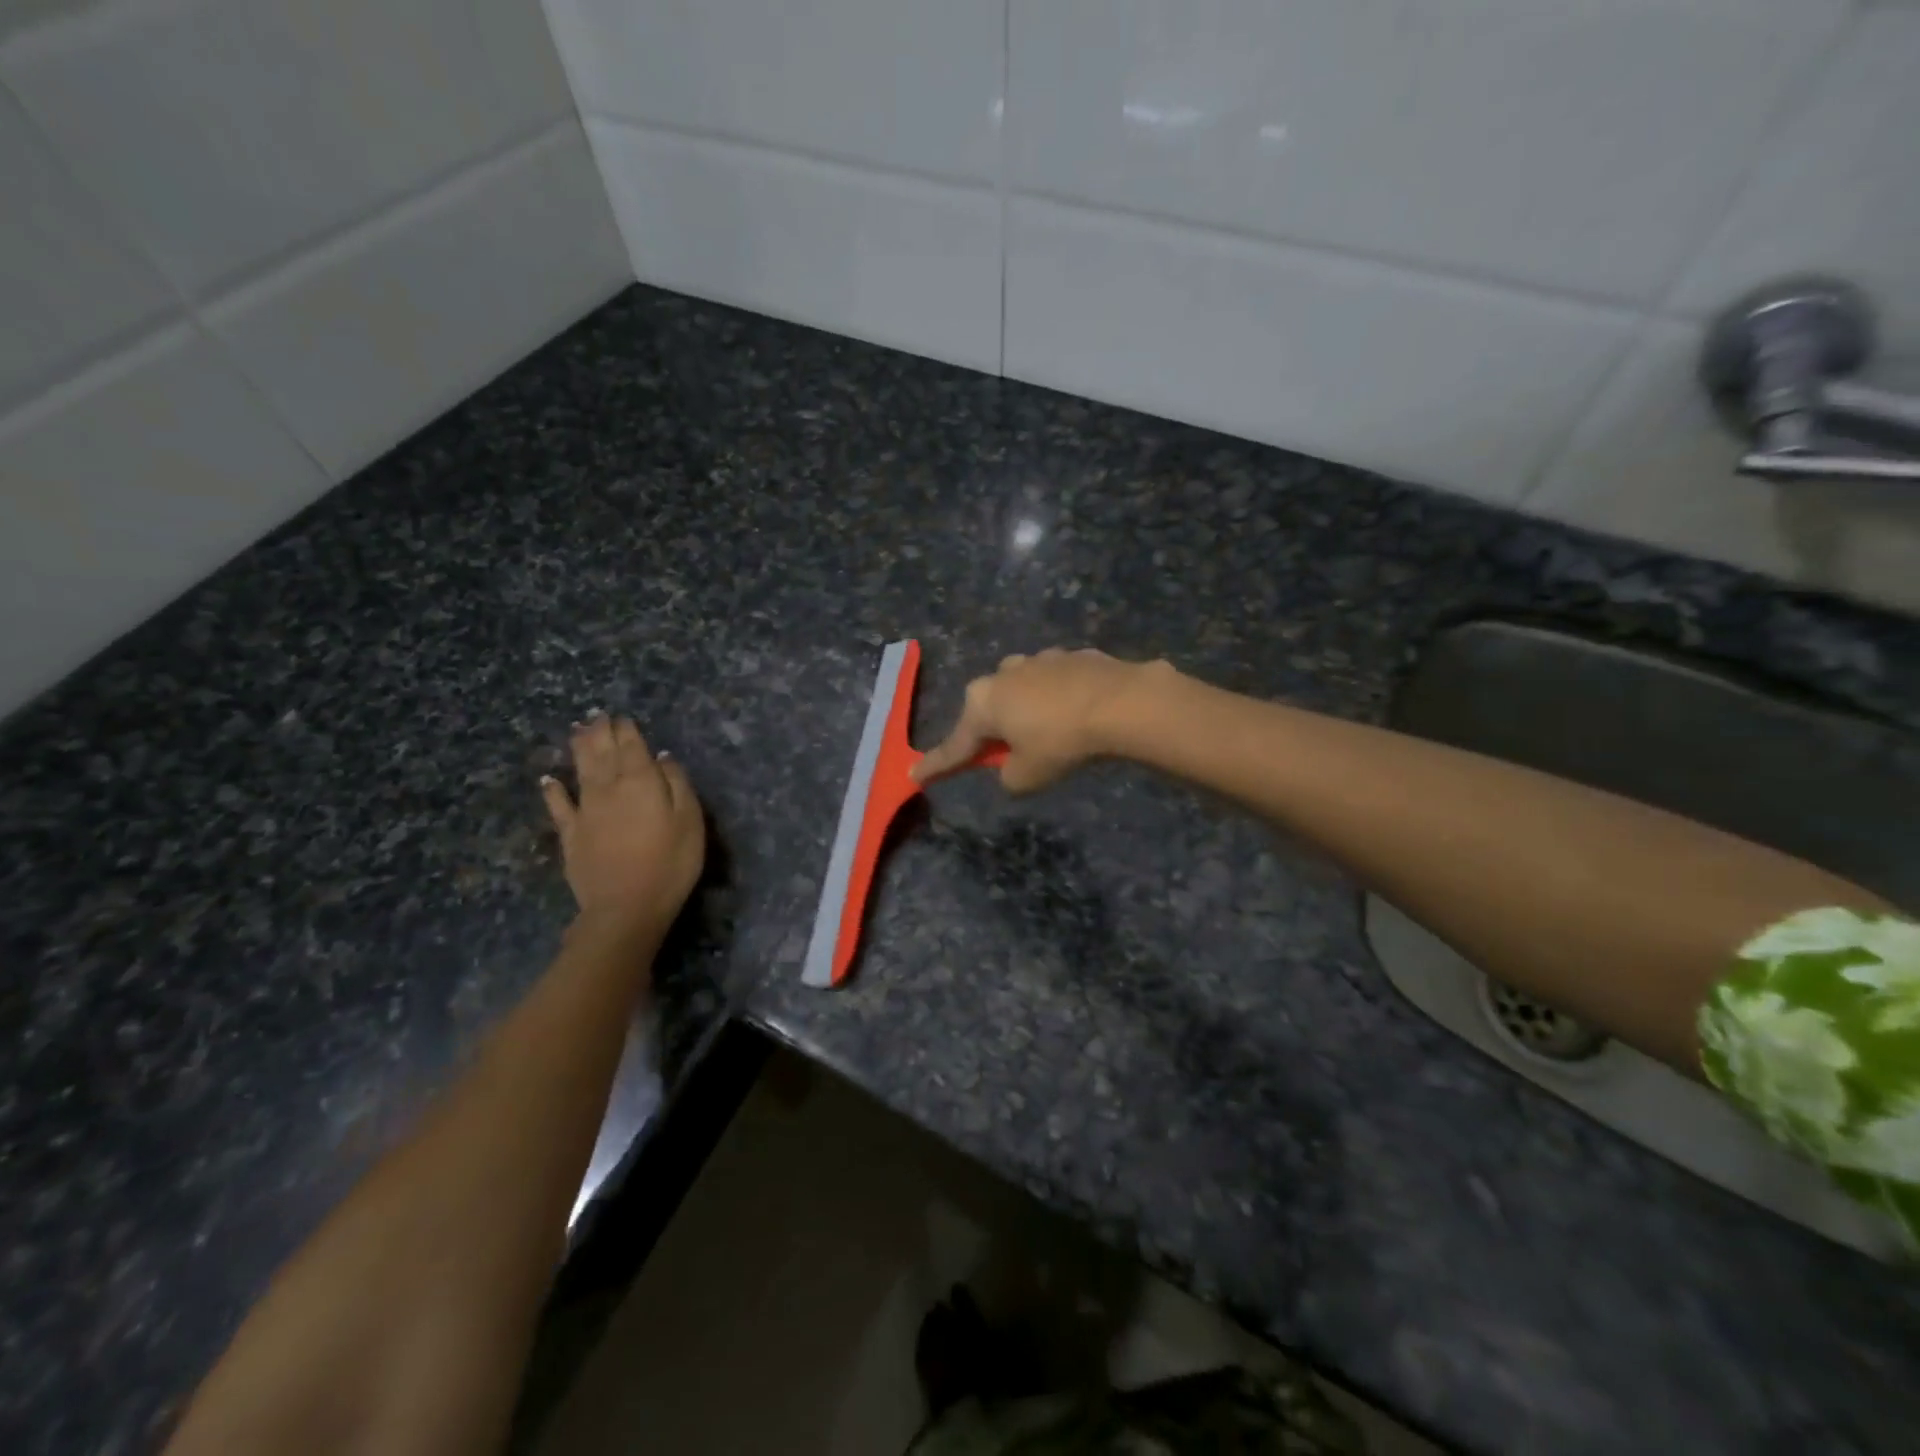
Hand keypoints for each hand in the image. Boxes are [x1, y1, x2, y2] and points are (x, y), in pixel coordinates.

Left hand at [542, 711, 704, 936]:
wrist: (626, 907)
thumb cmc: (670, 863)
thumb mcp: (689, 820)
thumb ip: (677, 784)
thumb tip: (662, 757)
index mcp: (640, 781)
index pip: (631, 746)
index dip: (626, 730)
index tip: (621, 716)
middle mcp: (608, 788)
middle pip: (602, 752)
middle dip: (600, 732)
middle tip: (596, 715)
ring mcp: (585, 810)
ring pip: (580, 770)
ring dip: (578, 748)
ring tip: (577, 730)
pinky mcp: (571, 835)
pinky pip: (559, 806)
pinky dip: (552, 790)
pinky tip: (548, 779)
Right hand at [913, 648, 1170, 792]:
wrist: (1120, 702)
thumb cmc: (1061, 742)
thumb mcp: (1027, 776)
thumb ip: (1008, 775)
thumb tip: (1011, 767)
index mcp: (983, 703)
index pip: (955, 744)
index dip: (937, 764)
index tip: (915, 773)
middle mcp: (1003, 674)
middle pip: (988, 710)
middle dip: (993, 730)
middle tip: (1008, 754)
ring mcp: (1038, 659)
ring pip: (1021, 689)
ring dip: (1027, 709)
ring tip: (1051, 731)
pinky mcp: (1071, 656)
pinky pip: (1055, 682)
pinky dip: (1059, 698)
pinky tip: (1079, 712)